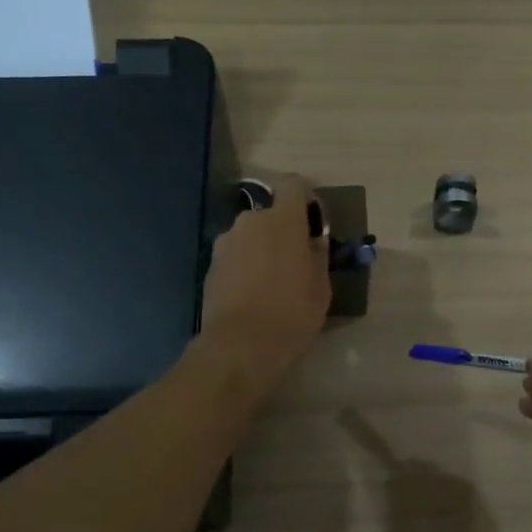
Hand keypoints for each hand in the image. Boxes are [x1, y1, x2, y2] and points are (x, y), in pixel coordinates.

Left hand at [200, 173, 329, 389]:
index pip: (294, 185)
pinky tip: (252, 295)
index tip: (312, 224)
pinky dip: (244, 267)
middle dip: (282, 231)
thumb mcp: (321, 286)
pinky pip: (235, 256)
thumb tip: (313, 240)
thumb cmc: (292, 312)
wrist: (240, 346)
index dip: (305, 199)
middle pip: (270, 215)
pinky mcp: (210, 265)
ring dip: (261, 249)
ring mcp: (225, 242)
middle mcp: (250, 221)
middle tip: (294, 262)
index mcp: (283, 219)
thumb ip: (318, 254)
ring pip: (250, 236)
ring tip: (271, 283)